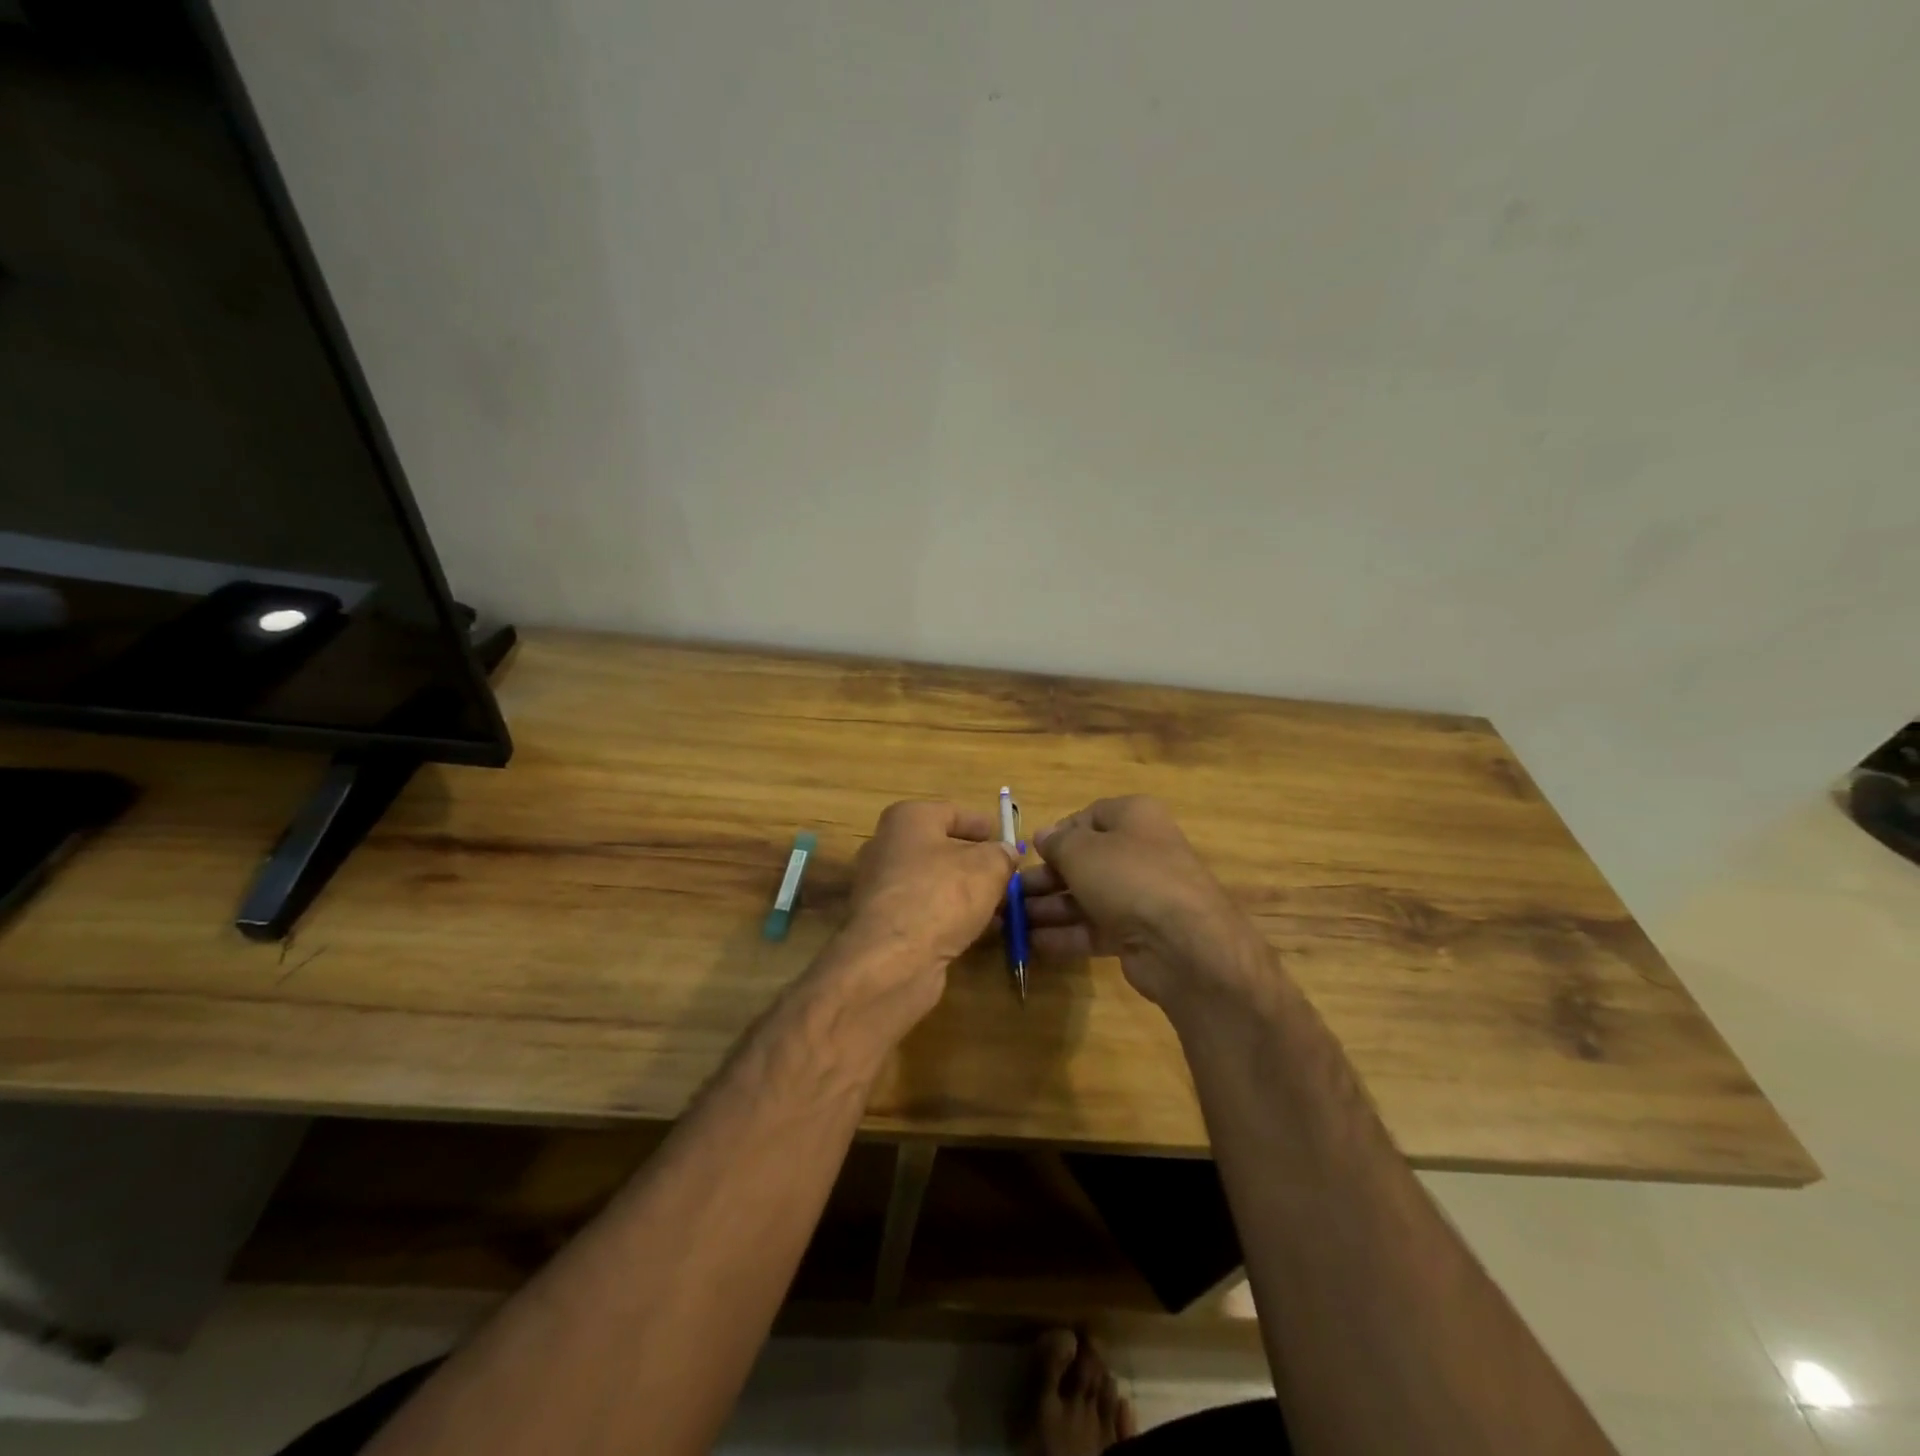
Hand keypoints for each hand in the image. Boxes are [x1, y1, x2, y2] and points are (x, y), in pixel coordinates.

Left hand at [819, 800, 1015, 1031]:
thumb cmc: (942, 895)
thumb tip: (1005, 852)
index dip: (981, 824)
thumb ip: (1001, 855)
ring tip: (999, 907)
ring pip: (932, 883)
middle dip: (974, 863)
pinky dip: (948, 917)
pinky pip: (923, 911)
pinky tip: (976, 931)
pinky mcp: (882, 924)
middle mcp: (886, 847)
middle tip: (1005, 875)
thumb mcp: (988, 867)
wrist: (893, 959)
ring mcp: (880, 888)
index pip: (951, 812)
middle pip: (939, 849)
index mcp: (907, 819)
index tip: (1004, 838)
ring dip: (964, 894)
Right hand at [1023, 796, 1266, 1010]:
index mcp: (1134, 818)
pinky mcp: (1137, 934)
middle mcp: (1140, 852)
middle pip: (1084, 860)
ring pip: (1086, 897)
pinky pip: (1094, 928)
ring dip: (1049, 908)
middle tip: (1012, 892)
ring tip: (1012, 920)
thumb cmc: (1128, 877)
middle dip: (1046, 877)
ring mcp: (1140, 896)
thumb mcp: (1082, 850)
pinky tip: (1032, 943)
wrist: (1183, 943)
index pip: (1089, 817)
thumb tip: (1043, 836)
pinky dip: (1065, 934)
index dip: (1058, 833)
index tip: (1031, 852)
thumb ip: (1057, 842)